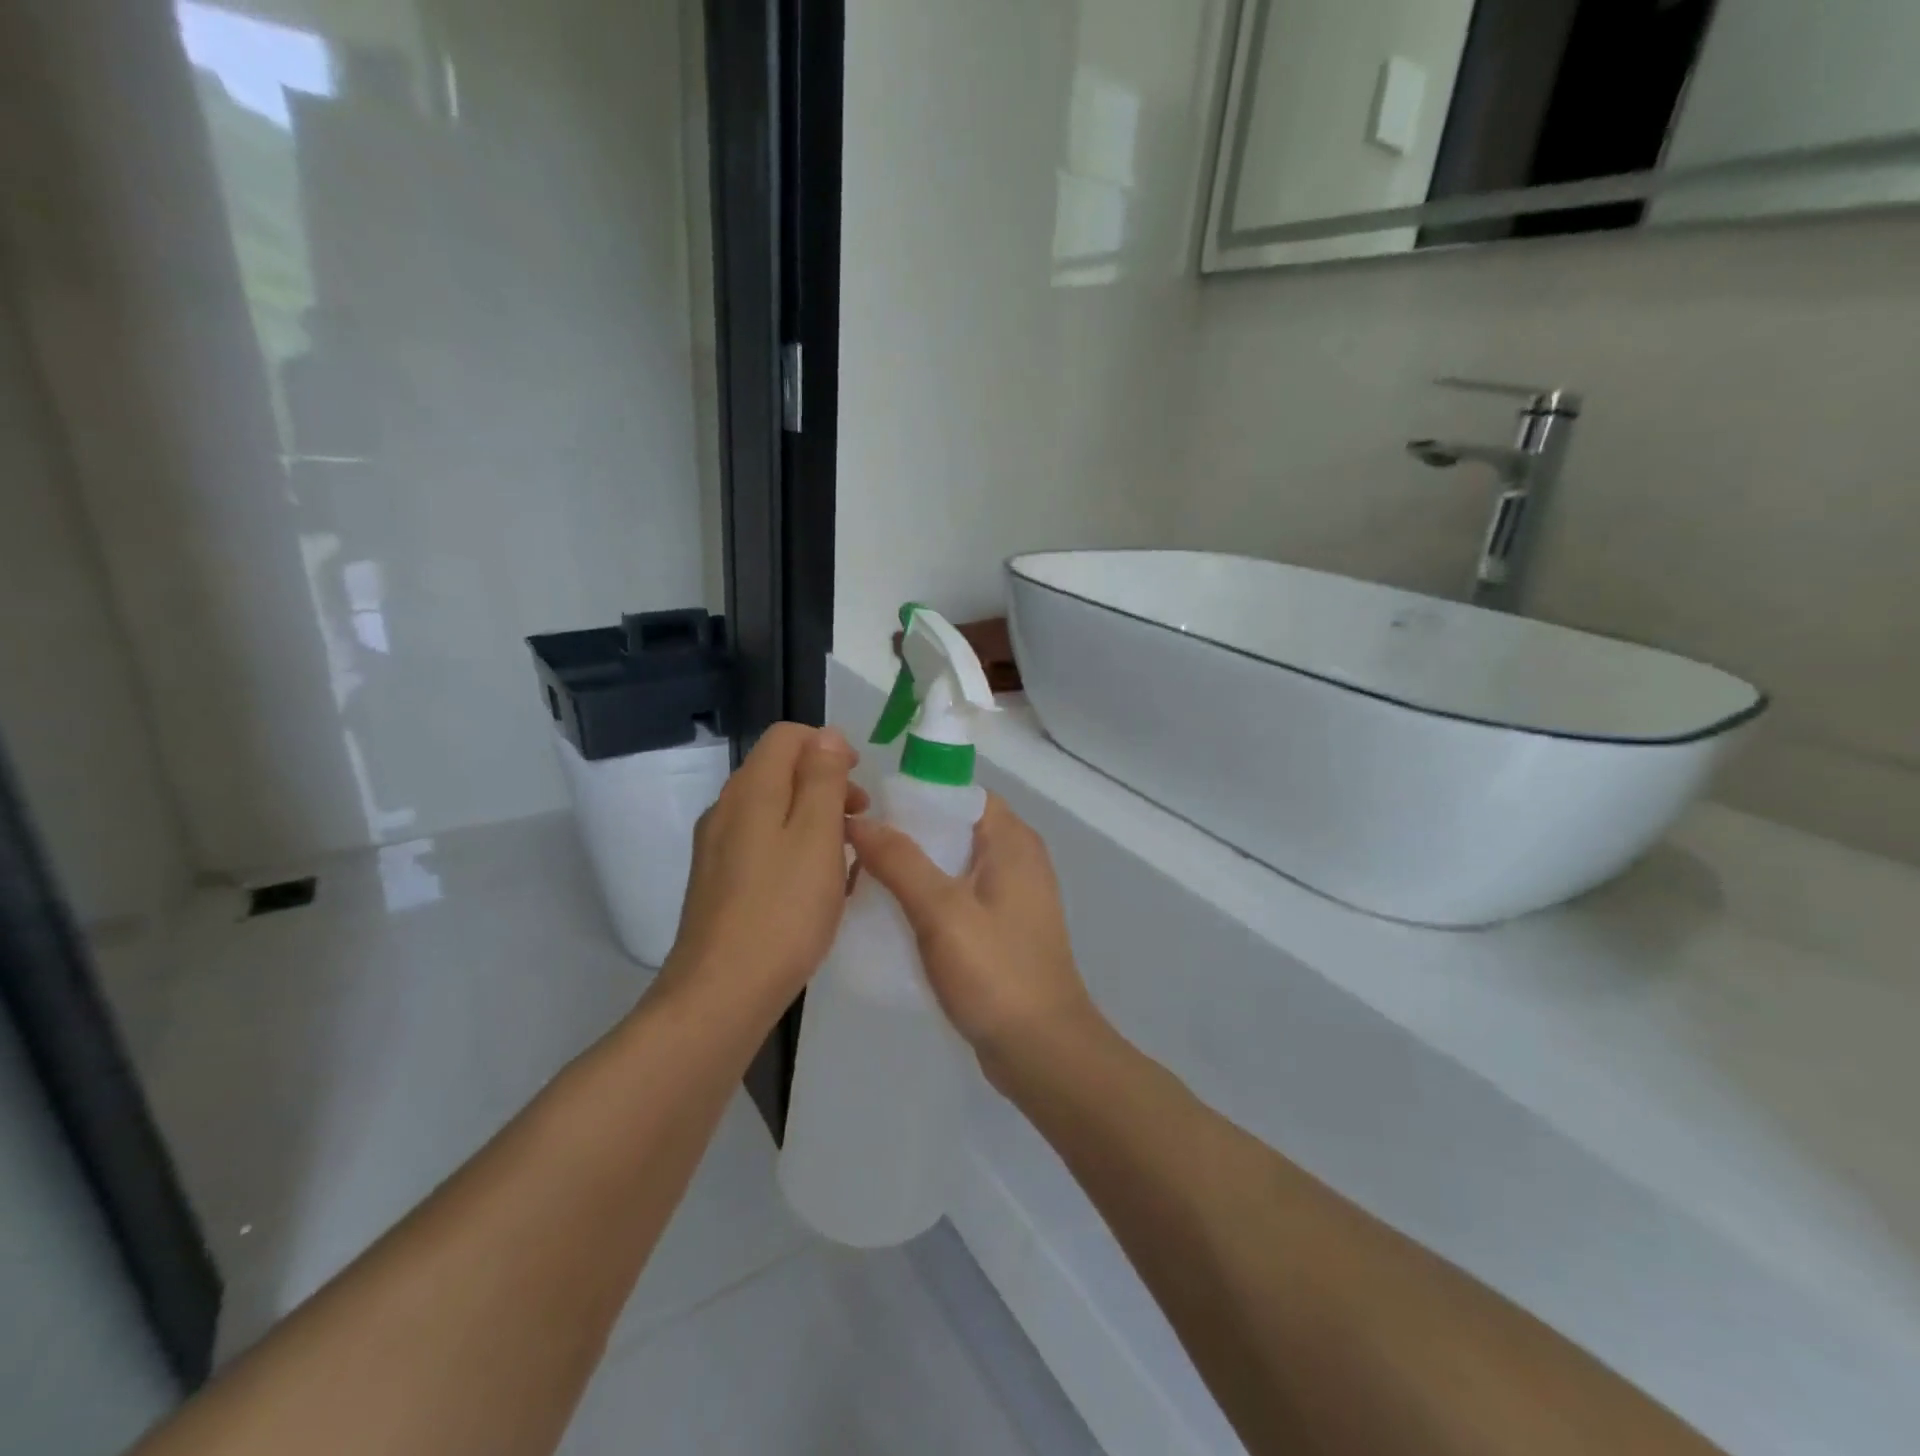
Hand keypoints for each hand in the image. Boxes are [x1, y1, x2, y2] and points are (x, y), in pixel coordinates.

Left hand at [663, 724, 866, 1014]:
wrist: (722, 992)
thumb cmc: (783, 909)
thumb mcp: (818, 835)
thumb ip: (823, 779)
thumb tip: (826, 735)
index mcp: (751, 790)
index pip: (786, 736)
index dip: (828, 746)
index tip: (859, 782)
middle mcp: (725, 809)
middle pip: (778, 771)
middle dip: (825, 783)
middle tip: (861, 819)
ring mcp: (716, 848)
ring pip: (772, 810)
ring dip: (812, 818)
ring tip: (845, 854)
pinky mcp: (717, 882)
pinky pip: (761, 845)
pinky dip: (793, 847)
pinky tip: (814, 885)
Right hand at [845, 794, 1099, 1080]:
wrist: (1042, 1051)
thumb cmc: (995, 972)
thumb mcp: (941, 910)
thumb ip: (899, 860)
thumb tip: (859, 819)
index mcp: (1012, 841)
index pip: (960, 793)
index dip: (916, 794)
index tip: (870, 808)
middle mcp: (1016, 859)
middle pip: (953, 829)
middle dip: (906, 836)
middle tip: (855, 849)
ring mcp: (1011, 898)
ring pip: (952, 866)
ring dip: (912, 871)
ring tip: (863, 882)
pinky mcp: (1002, 931)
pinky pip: (958, 899)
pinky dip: (927, 901)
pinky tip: (891, 918)